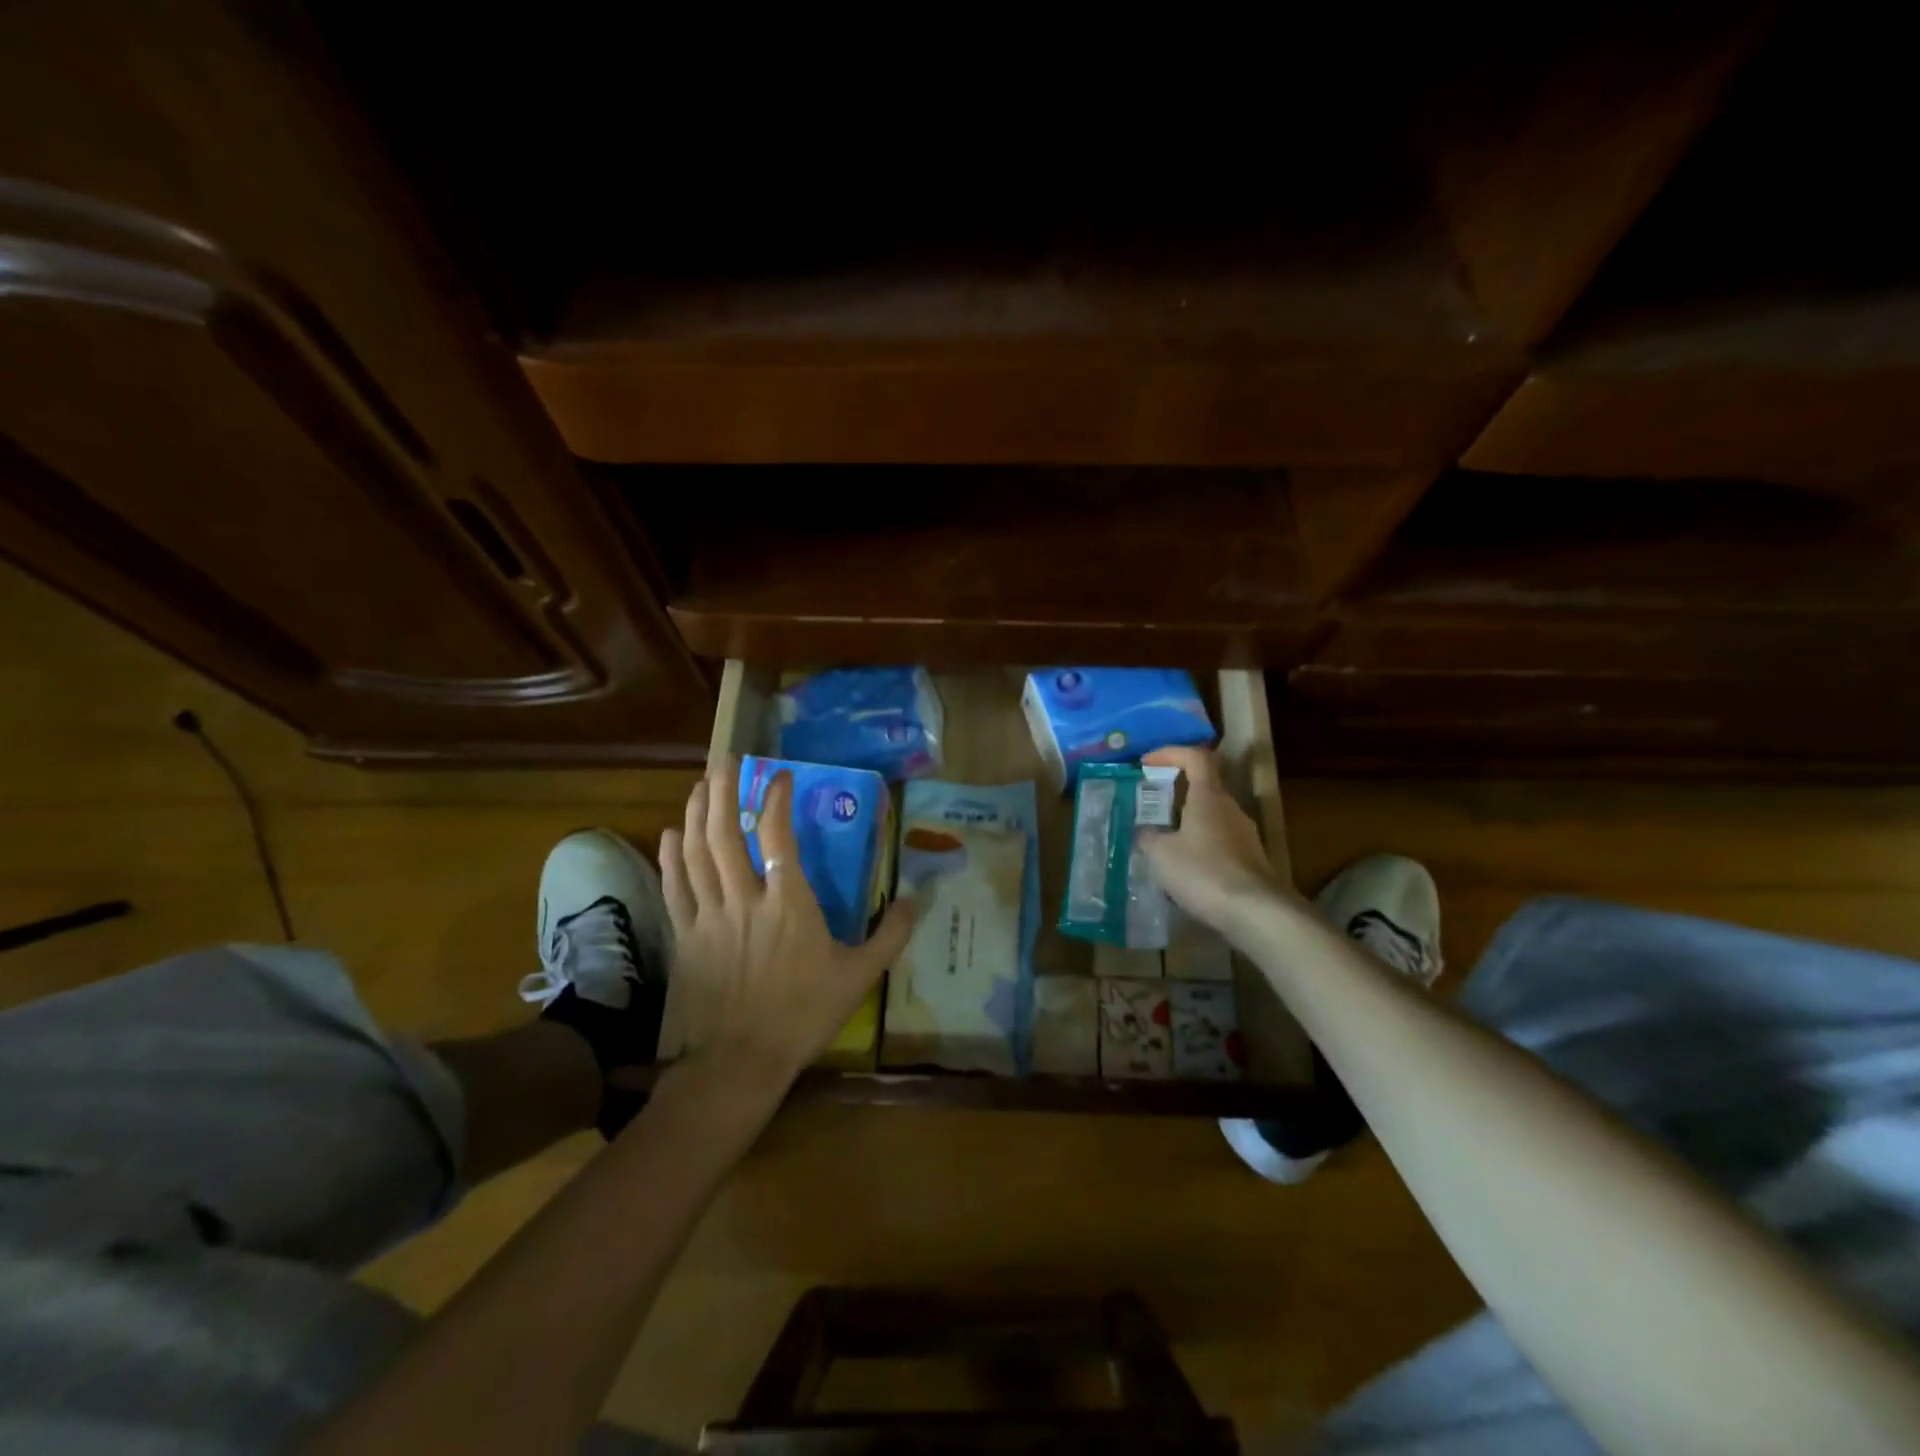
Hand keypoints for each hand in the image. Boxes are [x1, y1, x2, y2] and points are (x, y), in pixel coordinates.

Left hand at [658, 757, 914, 1097]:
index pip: (779, 835)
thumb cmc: (804, 1015)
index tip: (780, 776)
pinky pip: (674, 887)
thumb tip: (915, 900)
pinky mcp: (686, 936)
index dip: (777, 799)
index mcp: (789, 903)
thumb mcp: (859, 976)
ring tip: (701, 785)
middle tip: (726, 761)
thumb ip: (890, 936)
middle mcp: (745, 898)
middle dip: (724, 790)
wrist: (741, 1060)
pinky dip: (671, 857)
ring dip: (697, 814)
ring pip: (696, 852)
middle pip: (727, 832)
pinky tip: (671, 834)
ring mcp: (710, 916)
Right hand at [1137, 747, 1287, 939]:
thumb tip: (1144, 831)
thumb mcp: (1161, 854)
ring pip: (1211, 816)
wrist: (1256, 913)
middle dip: (1175, 790)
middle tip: (1149, 803)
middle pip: (1204, 786)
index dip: (1170, 753)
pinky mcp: (1249, 859)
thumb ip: (1148, 837)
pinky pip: (1218, 841)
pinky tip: (1183, 867)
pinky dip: (1198, 844)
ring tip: (1160, 839)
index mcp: (1209, 796)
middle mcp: (1230, 808)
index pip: (1195, 758)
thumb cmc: (1204, 872)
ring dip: (1186, 820)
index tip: (1147, 762)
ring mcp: (1244, 834)